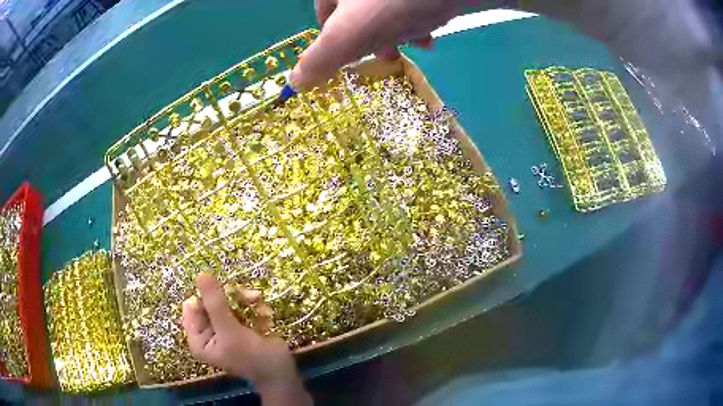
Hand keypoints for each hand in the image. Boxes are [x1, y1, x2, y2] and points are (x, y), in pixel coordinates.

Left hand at [182, 273, 311, 403]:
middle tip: (248, 296)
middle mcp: (208, 332)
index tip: (224, 294)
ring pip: (227, 300)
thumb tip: (201, 274)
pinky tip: (264, 314)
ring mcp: (224, 327)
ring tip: (258, 301)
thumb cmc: (252, 357)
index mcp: (198, 338)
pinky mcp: (240, 324)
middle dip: (230, 297)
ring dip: (244, 299)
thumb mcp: (230, 332)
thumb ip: (215, 304)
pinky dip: (253, 306)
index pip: (192, 306)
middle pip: (210, 301)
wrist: (281, 372)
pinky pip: (240, 305)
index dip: (206, 297)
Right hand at [291, 0, 461, 89]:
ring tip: (414, 44)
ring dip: (398, 33)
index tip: (355, 56)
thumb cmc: (394, 5)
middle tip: (388, 54)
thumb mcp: (348, 34)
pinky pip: (408, 6)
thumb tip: (295, 83)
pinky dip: (416, 20)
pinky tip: (429, 34)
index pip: (323, 14)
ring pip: (385, 10)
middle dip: (373, 38)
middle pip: (356, 13)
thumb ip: (319, 59)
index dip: (335, 39)